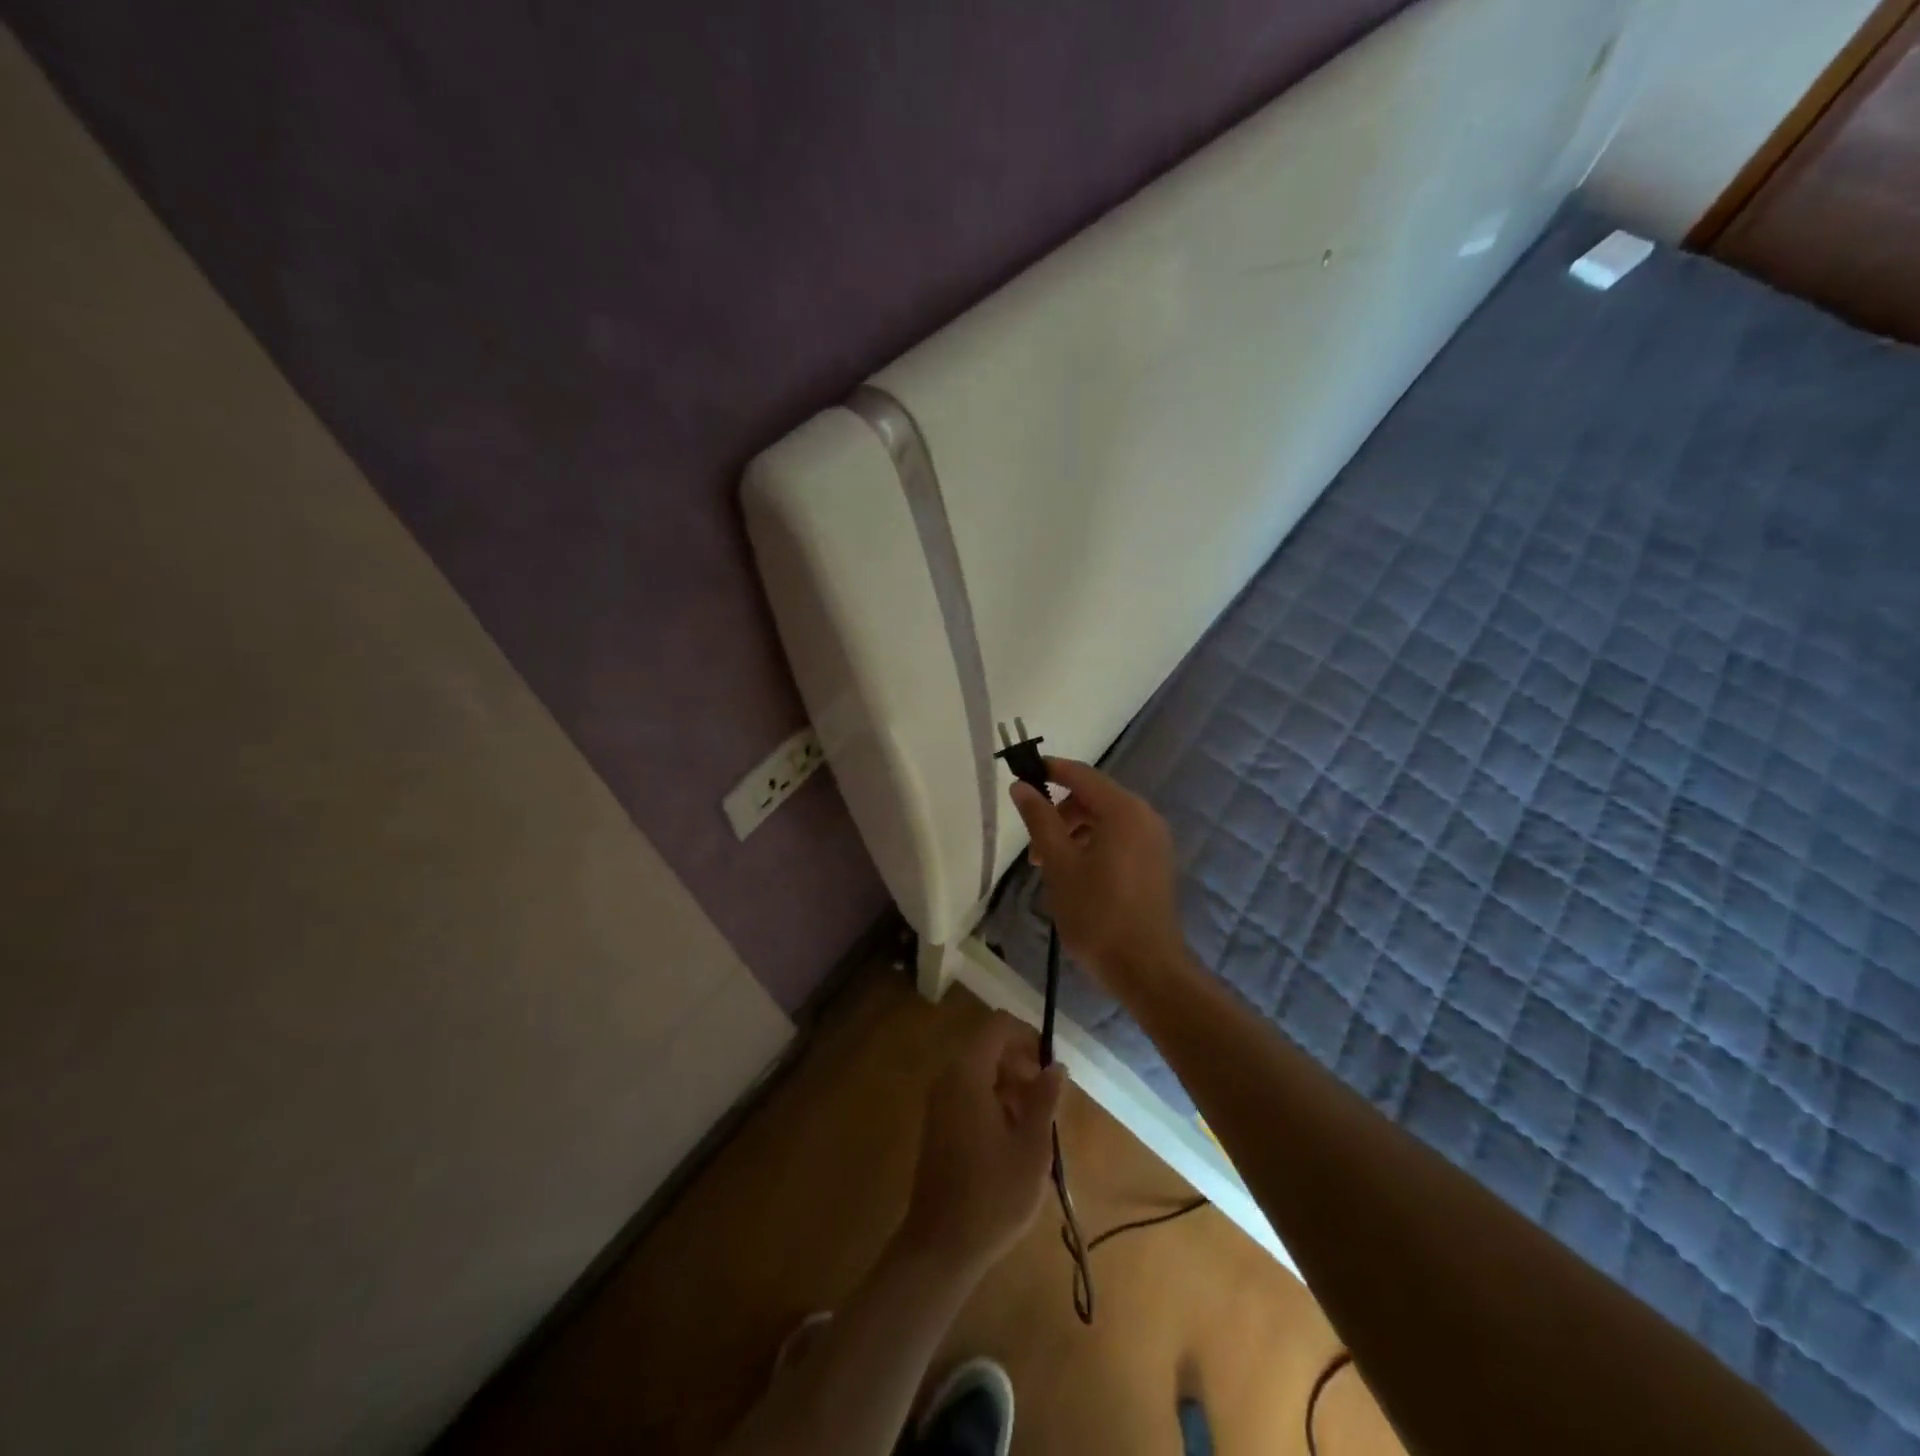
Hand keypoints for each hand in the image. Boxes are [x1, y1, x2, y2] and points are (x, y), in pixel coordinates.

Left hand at [900, 1012, 1065, 1274]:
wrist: (941, 1245)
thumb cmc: (993, 1195)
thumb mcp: (1032, 1147)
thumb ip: (1045, 1099)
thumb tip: (1056, 1065)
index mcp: (968, 1074)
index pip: (999, 1026)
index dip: (1028, 1036)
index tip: (1052, 1066)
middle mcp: (949, 1078)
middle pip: (989, 1047)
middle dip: (1022, 1064)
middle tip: (1048, 1101)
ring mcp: (940, 1100)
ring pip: (981, 1071)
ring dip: (1011, 1086)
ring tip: (1036, 1124)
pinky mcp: (939, 1122)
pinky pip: (970, 1093)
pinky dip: (995, 1101)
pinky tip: (1014, 1138)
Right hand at [1009, 758, 1190, 994]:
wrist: (1147, 968)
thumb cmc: (1097, 914)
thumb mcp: (1059, 864)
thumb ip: (1039, 820)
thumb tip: (1020, 786)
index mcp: (1124, 811)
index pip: (1080, 775)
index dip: (1049, 770)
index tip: (1020, 776)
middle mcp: (1145, 817)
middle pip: (1094, 797)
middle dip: (1059, 813)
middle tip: (1034, 847)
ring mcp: (1155, 841)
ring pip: (1106, 820)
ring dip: (1074, 832)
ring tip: (1050, 867)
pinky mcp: (1156, 863)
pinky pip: (1120, 838)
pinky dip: (1094, 844)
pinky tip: (1076, 875)